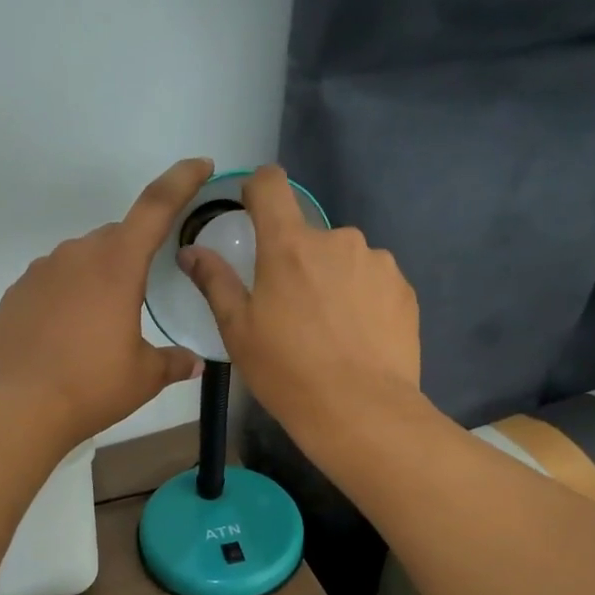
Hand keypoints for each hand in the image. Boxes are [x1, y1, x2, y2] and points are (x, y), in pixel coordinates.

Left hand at [0, 158, 211, 446]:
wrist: (19, 407)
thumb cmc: (91, 386)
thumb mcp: (144, 377)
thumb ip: (173, 362)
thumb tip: (194, 363)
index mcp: (117, 264)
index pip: (156, 206)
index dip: (182, 180)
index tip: (200, 165)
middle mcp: (78, 255)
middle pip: (116, 237)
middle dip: (134, 255)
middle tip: (141, 296)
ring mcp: (41, 271)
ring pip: (82, 259)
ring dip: (99, 278)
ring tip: (101, 325)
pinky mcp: (17, 292)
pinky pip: (53, 281)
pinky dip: (68, 296)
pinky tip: (68, 334)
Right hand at [178, 165, 419, 436]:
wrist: (361, 410)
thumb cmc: (287, 372)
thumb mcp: (238, 332)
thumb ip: (215, 282)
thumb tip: (190, 251)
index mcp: (289, 245)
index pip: (271, 184)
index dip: (258, 190)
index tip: (253, 212)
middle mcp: (337, 239)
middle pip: (308, 235)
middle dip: (298, 261)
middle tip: (292, 311)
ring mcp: (377, 262)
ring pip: (344, 260)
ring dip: (332, 280)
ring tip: (330, 330)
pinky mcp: (404, 288)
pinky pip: (373, 282)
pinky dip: (362, 299)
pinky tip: (357, 338)